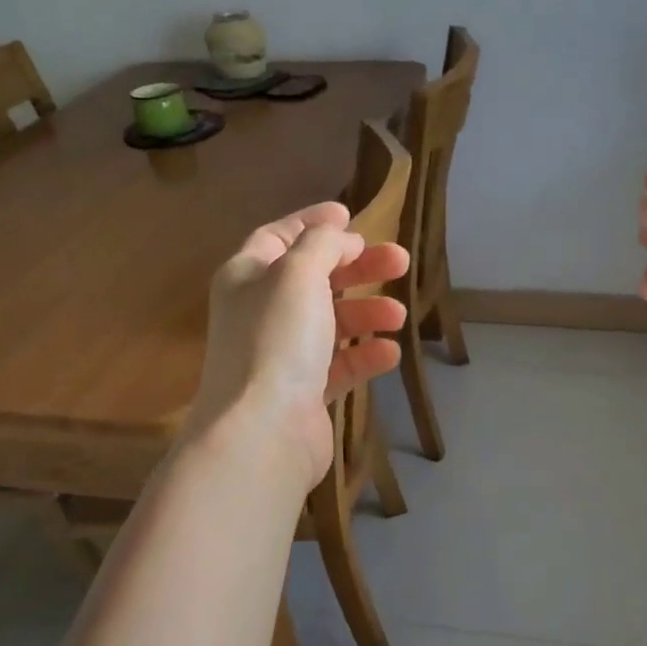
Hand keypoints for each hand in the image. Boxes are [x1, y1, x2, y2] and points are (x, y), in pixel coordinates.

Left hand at [189, 202, 409, 487]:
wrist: (264, 431)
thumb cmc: (277, 339)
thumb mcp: (299, 273)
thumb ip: (322, 244)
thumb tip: (340, 236)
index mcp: (246, 277)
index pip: (279, 236)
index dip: (313, 222)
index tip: (351, 214)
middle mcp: (259, 312)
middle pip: (315, 278)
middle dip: (358, 267)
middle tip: (400, 261)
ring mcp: (281, 354)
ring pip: (331, 321)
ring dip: (367, 313)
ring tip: (398, 316)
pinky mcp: (303, 392)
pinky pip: (339, 364)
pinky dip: (365, 355)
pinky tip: (390, 354)